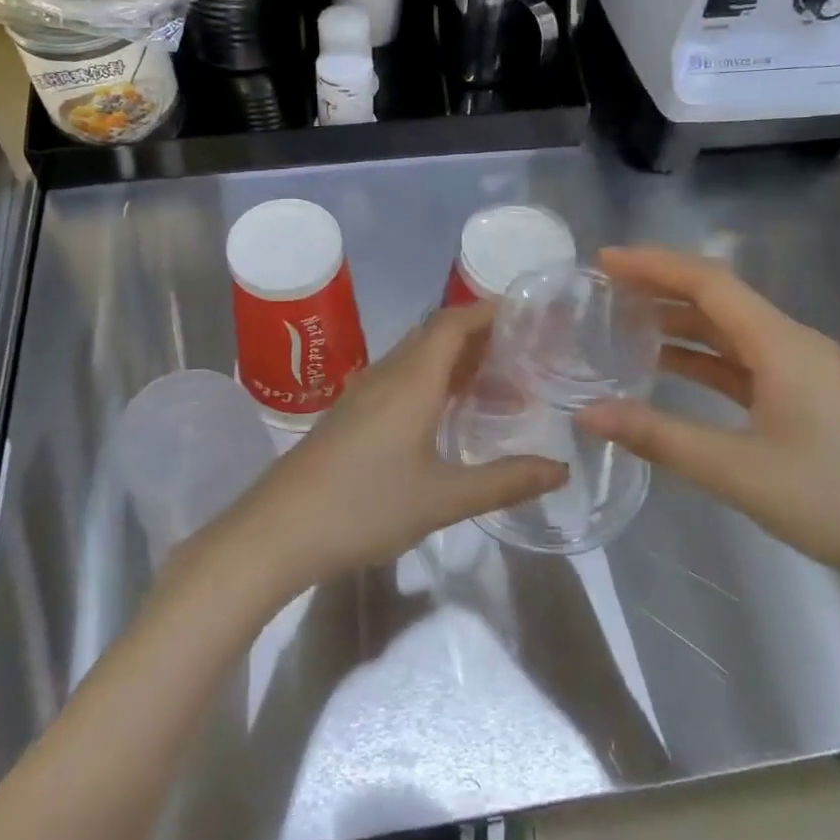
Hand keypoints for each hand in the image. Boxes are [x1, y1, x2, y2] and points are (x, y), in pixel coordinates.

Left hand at [222, 303, 566, 596]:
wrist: (280, 529)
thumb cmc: (365, 505)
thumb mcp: (443, 498)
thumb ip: (505, 481)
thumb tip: (560, 470)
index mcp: (411, 379)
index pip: (453, 322)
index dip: (488, 311)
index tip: (528, 314)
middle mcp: (387, 374)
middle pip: (436, 335)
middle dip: (480, 336)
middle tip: (525, 353)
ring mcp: (364, 393)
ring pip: (417, 359)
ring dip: (456, 361)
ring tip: (499, 384)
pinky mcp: (351, 414)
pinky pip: (401, 380)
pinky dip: (433, 382)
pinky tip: (448, 415)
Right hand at [576, 246, 839, 601]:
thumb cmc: (838, 503)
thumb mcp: (737, 472)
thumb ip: (658, 437)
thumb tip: (588, 414)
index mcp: (784, 345)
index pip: (709, 283)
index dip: (654, 265)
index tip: (604, 261)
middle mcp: (796, 344)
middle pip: (720, 299)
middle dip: (661, 288)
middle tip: (605, 289)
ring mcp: (807, 371)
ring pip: (732, 331)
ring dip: (680, 323)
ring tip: (624, 323)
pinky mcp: (810, 398)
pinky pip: (745, 362)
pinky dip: (703, 358)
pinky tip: (670, 369)